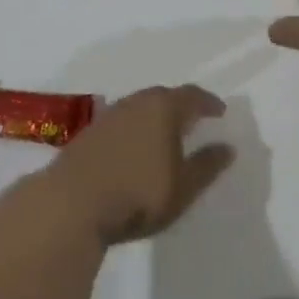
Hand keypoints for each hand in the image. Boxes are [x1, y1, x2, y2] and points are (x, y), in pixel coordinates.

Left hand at [48, 85, 230, 244]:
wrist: (71, 203)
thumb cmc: (138, 193)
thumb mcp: (183, 187)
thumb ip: (207, 165)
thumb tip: (227, 147)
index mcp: (164, 108)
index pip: (192, 95)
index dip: (208, 102)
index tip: (220, 112)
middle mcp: (136, 102)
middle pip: (163, 96)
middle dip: (181, 106)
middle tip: (193, 120)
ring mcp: (109, 116)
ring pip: (139, 107)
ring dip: (155, 117)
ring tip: (165, 134)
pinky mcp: (88, 133)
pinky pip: (122, 122)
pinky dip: (135, 129)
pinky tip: (135, 147)